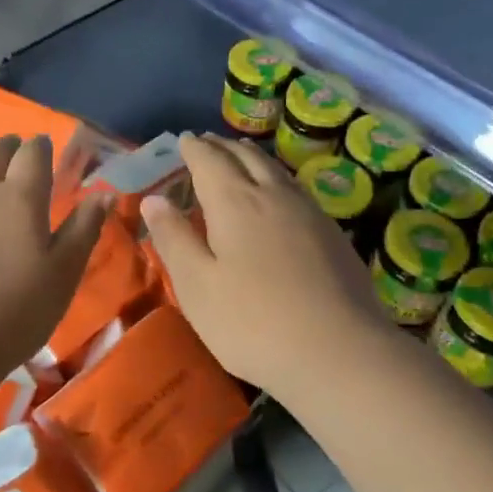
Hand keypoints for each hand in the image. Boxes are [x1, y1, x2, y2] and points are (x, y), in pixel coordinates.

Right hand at [142, 133, 393, 397]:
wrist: (339, 352)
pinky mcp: (333, 235)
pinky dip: (277, 178)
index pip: (210, 161)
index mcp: (235, 202)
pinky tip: (280, 195)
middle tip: (207, 141)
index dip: (194, 148)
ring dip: (253, 157)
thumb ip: (173, 238)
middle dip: (223, 146)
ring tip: (241, 154)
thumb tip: (153, 199)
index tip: (183, 139)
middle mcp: (274, 195)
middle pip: (246, 157)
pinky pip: (296, 189)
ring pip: (276, 170)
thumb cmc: (253, 322)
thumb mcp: (197, 285)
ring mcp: (309, 213)